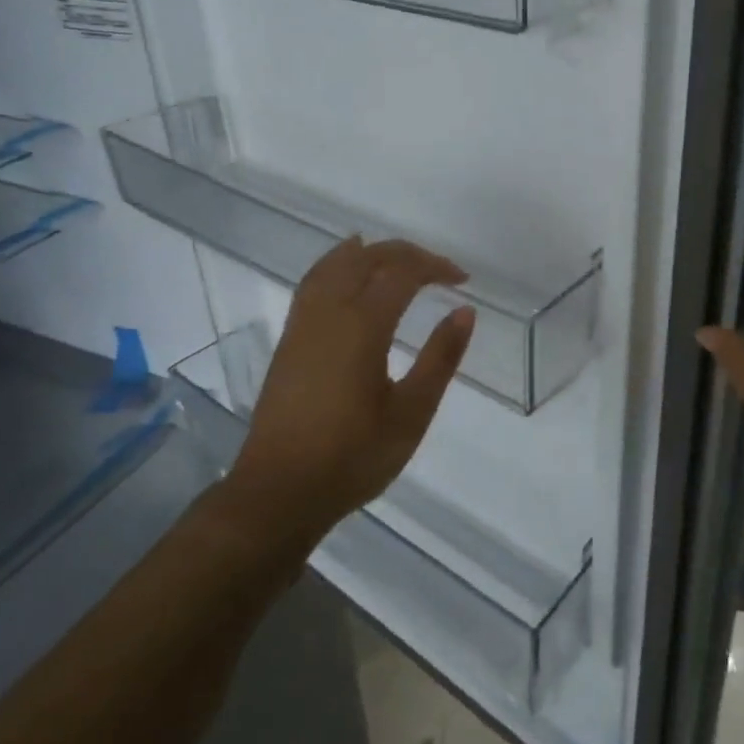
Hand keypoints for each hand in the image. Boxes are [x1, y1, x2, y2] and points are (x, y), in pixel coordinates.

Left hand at [226, 236, 475, 543]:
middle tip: (438, 270)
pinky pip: (314, 282)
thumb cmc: (353, 456)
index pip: (402, 273)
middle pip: (367, 258)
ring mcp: (303, 324)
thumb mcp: (411, 413)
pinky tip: (345, 276)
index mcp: (362, 327)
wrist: (280, 491)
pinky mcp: (289, 340)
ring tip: (394, 255)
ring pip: (334, 265)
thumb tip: (464, 311)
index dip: (435, 267)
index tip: (462, 280)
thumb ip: (440, 358)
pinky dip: (336, 264)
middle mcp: (329, 313)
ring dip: (368, 252)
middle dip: (405, 254)